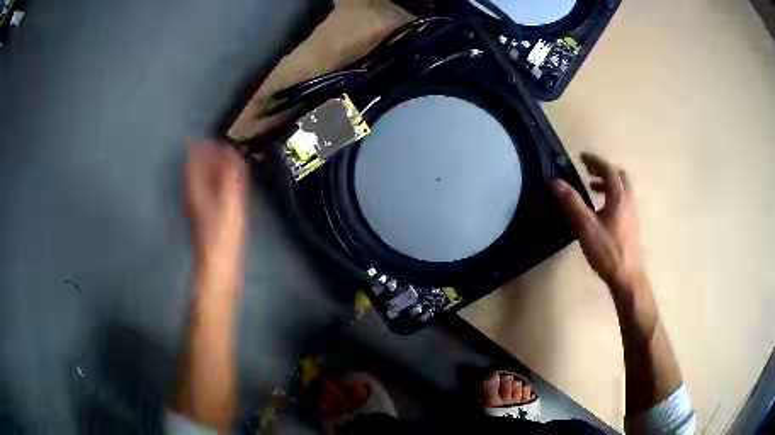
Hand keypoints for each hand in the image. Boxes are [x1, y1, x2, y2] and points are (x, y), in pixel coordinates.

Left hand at [186, 139, 248, 269]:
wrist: (218, 265)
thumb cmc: (222, 236)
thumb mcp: (229, 203)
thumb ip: (229, 177)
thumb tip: (229, 153)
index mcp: (197, 189)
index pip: (196, 159)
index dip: (203, 146)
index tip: (210, 137)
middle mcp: (195, 194)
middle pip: (198, 168)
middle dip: (206, 154)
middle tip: (214, 143)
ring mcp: (199, 206)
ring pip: (202, 179)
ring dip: (210, 166)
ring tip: (220, 158)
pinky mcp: (206, 215)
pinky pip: (209, 190)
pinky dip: (215, 181)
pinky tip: (222, 183)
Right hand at [551, 153, 642, 290]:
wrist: (627, 276)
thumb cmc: (607, 251)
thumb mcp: (586, 227)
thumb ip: (572, 204)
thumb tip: (555, 182)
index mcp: (619, 197)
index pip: (608, 169)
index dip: (594, 161)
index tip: (581, 158)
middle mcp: (629, 200)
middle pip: (619, 176)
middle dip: (604, 170)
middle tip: (588, 172)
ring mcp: (632, 213)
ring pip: (622, 189)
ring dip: (608, 183)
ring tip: (592, 189)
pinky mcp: (632, 225)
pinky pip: (623, 201)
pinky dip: (612, 196)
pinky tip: (602, 211)